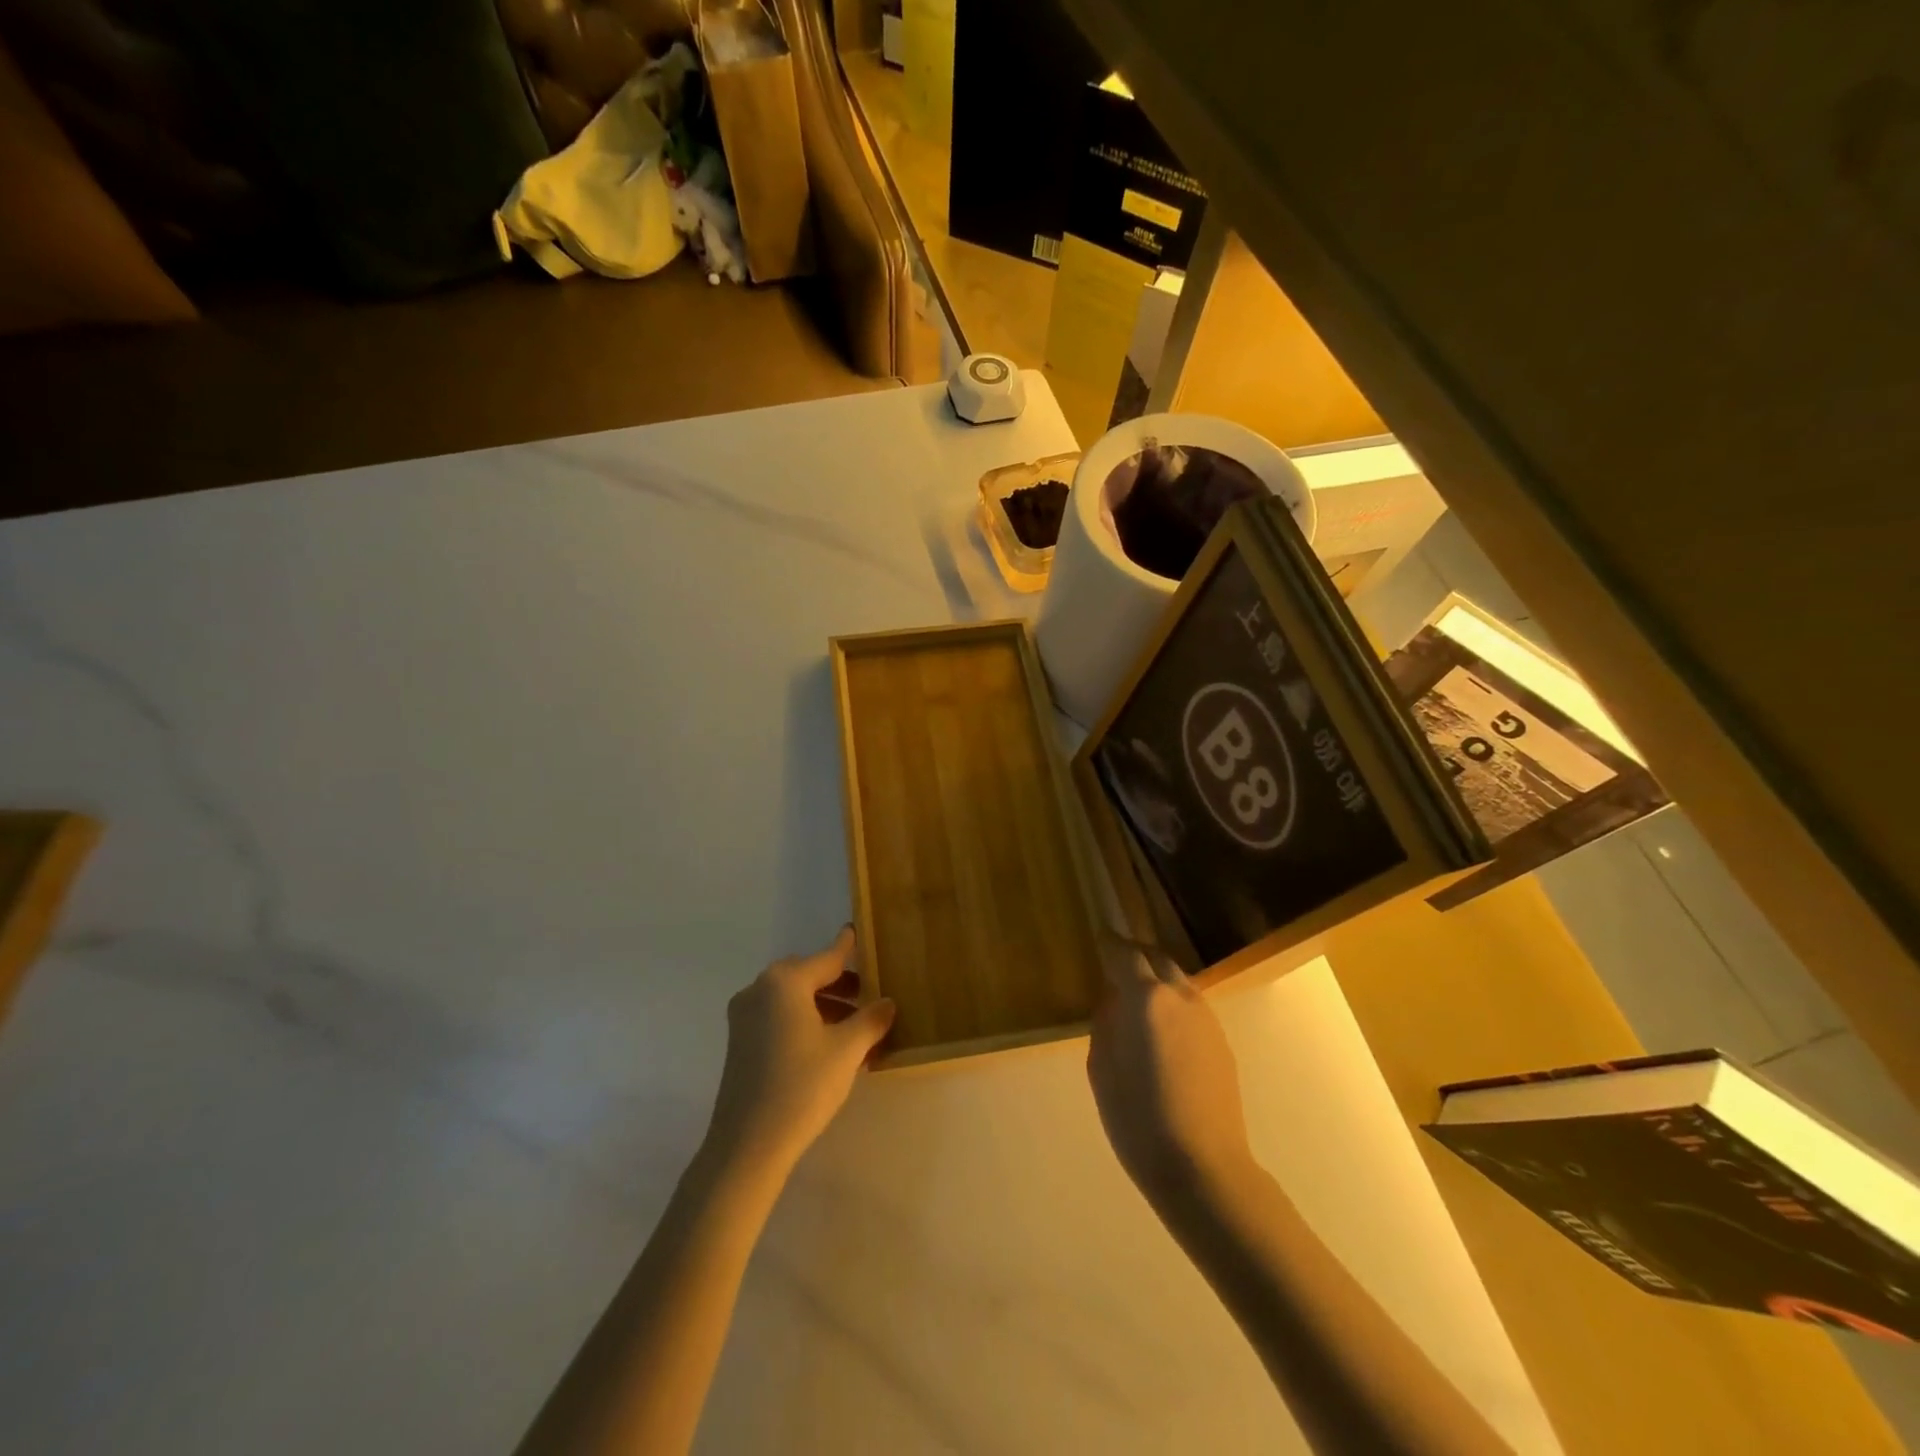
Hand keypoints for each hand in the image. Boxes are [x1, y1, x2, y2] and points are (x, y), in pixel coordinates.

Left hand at [704, 926, 895, 1177]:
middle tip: (868, 997)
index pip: (827, 958)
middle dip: (839, 984)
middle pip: (808, 976)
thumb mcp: (847, 1050)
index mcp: (785, 982)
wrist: (747, 1144)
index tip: (857, 931)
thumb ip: (871, 1019)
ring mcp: (744, 1016)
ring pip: (793, 999)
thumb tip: (887, 1002)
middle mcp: (760, 989)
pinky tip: (829, 1046)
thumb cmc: (802, 1086)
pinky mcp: (739, 1042)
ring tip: (856, 1029)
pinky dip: (804, 1021)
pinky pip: (779, 1017)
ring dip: (824, 1006)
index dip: (847, 948)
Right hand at [1088, 939, 1254, 1205]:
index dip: (1109, 943)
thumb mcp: (1101, 1070)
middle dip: (1136, 955)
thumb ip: (1105, 1025)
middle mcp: (1180, 997)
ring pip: (1179, 981)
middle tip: (1116, 963)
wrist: (1203, 1168)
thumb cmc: (1138, 1119)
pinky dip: (1174, 1004)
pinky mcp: (1222, 1043)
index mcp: (1146, 998)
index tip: (1099, 937)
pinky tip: (1162, 1031)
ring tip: (1137, 997)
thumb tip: (1112, 1004)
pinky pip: (1192, 1007)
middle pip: (1157, 958)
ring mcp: (1207, 1018)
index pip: (1124, 954)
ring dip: (1158, 979)